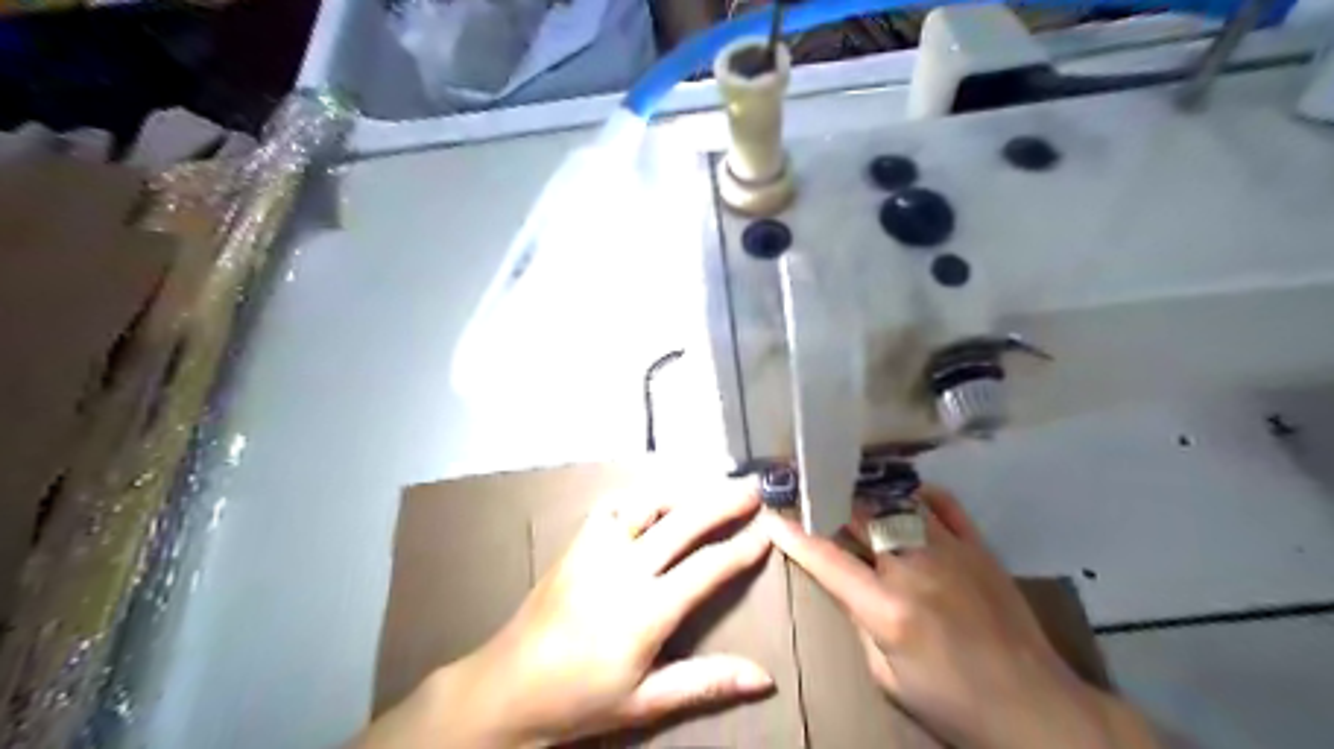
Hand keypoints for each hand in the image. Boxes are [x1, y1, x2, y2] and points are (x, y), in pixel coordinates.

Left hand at [356, 478, 770, 746]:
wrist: (506, 687)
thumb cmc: (579, 699)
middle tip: (753, 488)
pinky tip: (655, 497)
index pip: (706, 569)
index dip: (740, 549)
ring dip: (684, 490)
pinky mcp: (576, 543)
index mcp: (644, 610)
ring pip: (647, 503)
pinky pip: (612, 505)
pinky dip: (641, 496)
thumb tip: (764, 678)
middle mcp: (623, 568)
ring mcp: (595, 549)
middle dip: (722, 502)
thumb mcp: (645, 701)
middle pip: (683, 522)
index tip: (767, 531)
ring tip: (711, 485)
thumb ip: (705, 683)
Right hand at [767, 490, 1163, 747]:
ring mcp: (950, 551)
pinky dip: (920, 494)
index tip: (773, 516)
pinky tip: (904, 494)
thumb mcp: (888, 678)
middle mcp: (914, 568)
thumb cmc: (951, 701)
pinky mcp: (979, 547)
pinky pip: (945, 505)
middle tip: (807, 491)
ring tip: (847, 483)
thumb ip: (861, 625)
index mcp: (887, 608)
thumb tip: (848, 587)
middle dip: (827, 502)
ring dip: (867, 495)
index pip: (827, 559)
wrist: (1032, 705)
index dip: (794, 535)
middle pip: (859, 519)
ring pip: (897, 504)